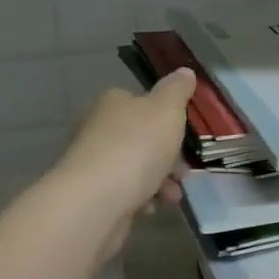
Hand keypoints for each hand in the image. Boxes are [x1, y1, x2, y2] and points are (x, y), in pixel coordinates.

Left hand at [49, 68, 195, 258]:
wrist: (97, 200)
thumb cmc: (137, 146)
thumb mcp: (167, 110)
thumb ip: (177, 91)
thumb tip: (185, 71)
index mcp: (114, 103)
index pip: (141, 102)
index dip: (166, 118)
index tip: (185, 136)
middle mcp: (99, 128)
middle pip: (141, 138)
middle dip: (167, 156)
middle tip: (183, 171)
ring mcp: (94, 162)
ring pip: (136, 167)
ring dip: (159, 180)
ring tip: (172, 195)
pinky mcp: (93, 194)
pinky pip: (125, 192)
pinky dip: (141, 199)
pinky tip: (151, 208)